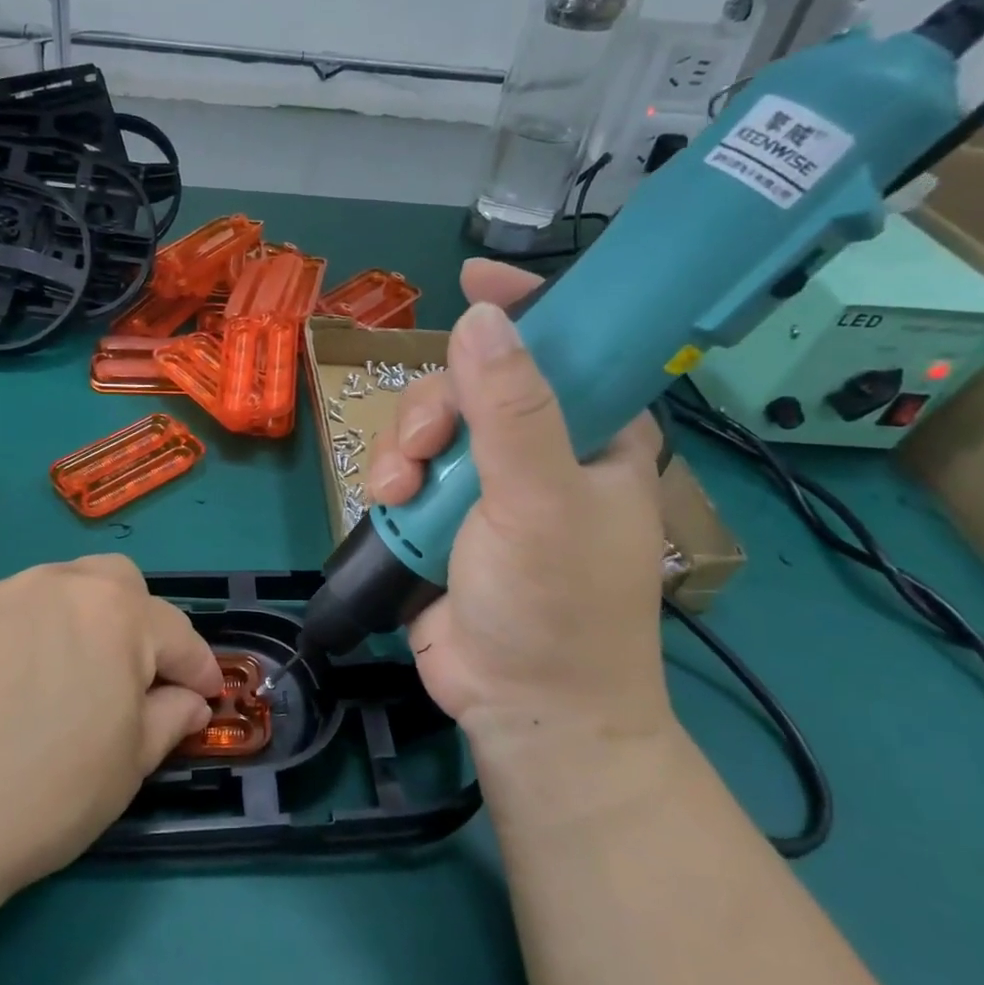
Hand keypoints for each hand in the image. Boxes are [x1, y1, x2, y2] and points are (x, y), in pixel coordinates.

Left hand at [0, 556, 221, 984]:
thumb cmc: (49, 794)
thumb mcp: (130, 763)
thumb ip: (170, 718)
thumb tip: (188, 701)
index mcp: (116, 614)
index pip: (176, 633)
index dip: (198, 667)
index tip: (207, 695)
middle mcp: (62, 585)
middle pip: (120, 583)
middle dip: (142, 622)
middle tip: (136, 676)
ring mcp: (4, 595)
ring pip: (65, 587)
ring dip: (87, 619)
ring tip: (76, 674)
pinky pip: (18, 608)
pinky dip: (37, 631)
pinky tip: (21, 681)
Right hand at [365, 258, 669, 749]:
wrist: (521, 707)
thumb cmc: (558, 606)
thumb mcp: (539, 501)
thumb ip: (511, 411)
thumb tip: (480, 316)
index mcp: (595, 433)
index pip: (569, 343)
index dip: (525, 305)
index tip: (472, 277)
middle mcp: (541, 447)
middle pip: (475, 381)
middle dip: (437, 404)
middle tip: (425, 447)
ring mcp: (488, 482)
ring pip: (431, 422)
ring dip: (405, 446)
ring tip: (399, 491)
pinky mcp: (444, 513)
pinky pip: (407, 465)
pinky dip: (391, 478)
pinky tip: (387, 503)